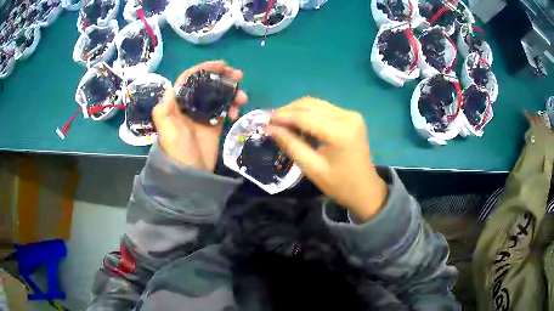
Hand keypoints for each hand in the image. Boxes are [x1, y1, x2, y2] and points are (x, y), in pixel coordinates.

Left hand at [152, 61, 247, 170]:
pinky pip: (225, 109)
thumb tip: (170, 87)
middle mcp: (190, 105)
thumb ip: (165, 110)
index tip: (221, 65)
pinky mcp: (214, 124)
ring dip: (232, 93)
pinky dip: (232, 108)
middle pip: (206, 84)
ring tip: (244, 97)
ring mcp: (203, 114)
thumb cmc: (177, 151)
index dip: (204, 69)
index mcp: (177, 104)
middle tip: (238, 75)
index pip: (189, 80)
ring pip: (218, 95)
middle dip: (222, 77)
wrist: (192, 173)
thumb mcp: (167, 131)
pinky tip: (237, 113)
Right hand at [267, 97, 387, 220]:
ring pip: (315, 104)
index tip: (262, 120)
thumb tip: (269, 128)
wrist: (365, 190)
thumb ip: (291, 145)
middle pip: (309, 105)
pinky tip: (298, 123)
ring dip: (296, 110)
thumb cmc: (339, 184)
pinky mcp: (351, 116)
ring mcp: (351, 114)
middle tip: (269, 122)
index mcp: (340, 131)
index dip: (281, 116)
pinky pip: (323, 108)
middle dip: (287, 111)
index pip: (304, 116)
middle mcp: (347, 116)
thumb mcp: (312, 168)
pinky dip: (308, 113)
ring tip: (280, 122)